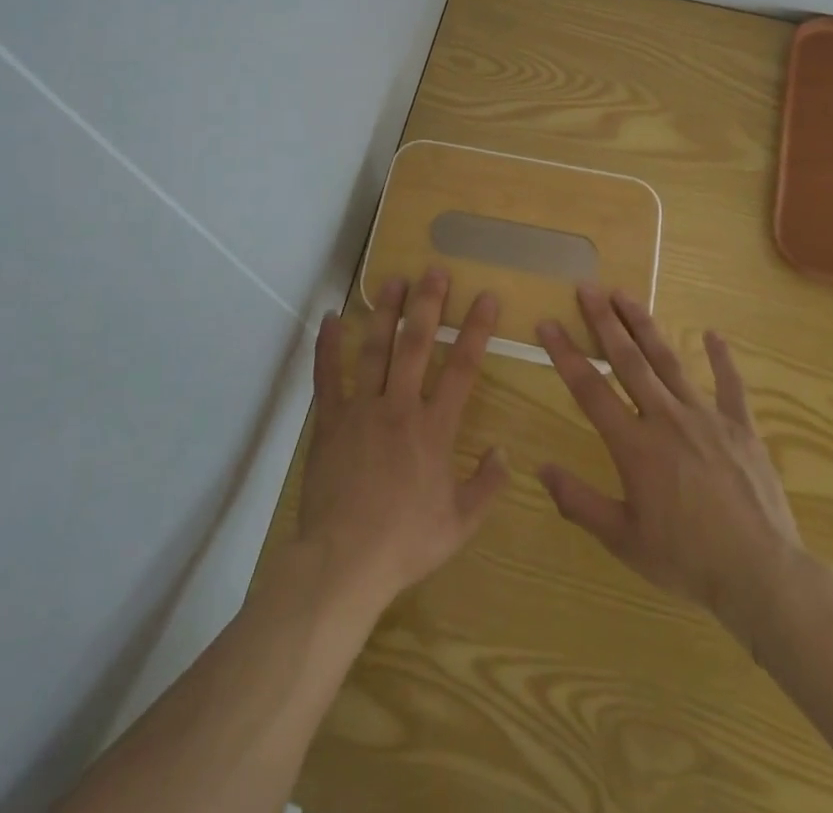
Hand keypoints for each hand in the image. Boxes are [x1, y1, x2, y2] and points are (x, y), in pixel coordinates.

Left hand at [296, 268, 510, 615]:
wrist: (344, 561)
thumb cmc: (406, 542)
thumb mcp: (460, 523)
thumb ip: (487, 485)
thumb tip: (504, 450)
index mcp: (435, 428)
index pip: (463, 368)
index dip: (477, 329)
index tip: (486, 297)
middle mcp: (400, 406)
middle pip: (417, 345)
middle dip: (428, 304)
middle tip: (434, 270)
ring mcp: (361, 409)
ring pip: (375, 349)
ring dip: (385, 312)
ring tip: (393, 280)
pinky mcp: (329, 421)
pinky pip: (327, 376)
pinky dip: (327, 346)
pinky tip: (330, 318)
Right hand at [536, 285, 805, 641]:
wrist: (762, 575)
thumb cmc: (687, 560)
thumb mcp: (623, 539)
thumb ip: (579, 502)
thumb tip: (540, 469)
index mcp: (634, 445)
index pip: (590, 389)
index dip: (565, 353)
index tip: (548, 323)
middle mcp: (666, 418)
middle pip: (628, 360)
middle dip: (604, 321)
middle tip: (587, 288)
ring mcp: (707, 417)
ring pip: (669, 361)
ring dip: (645, 326)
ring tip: (626, 295)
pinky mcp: (741, 427)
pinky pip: (730, 385)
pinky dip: (721, 358)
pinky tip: (713, 334)